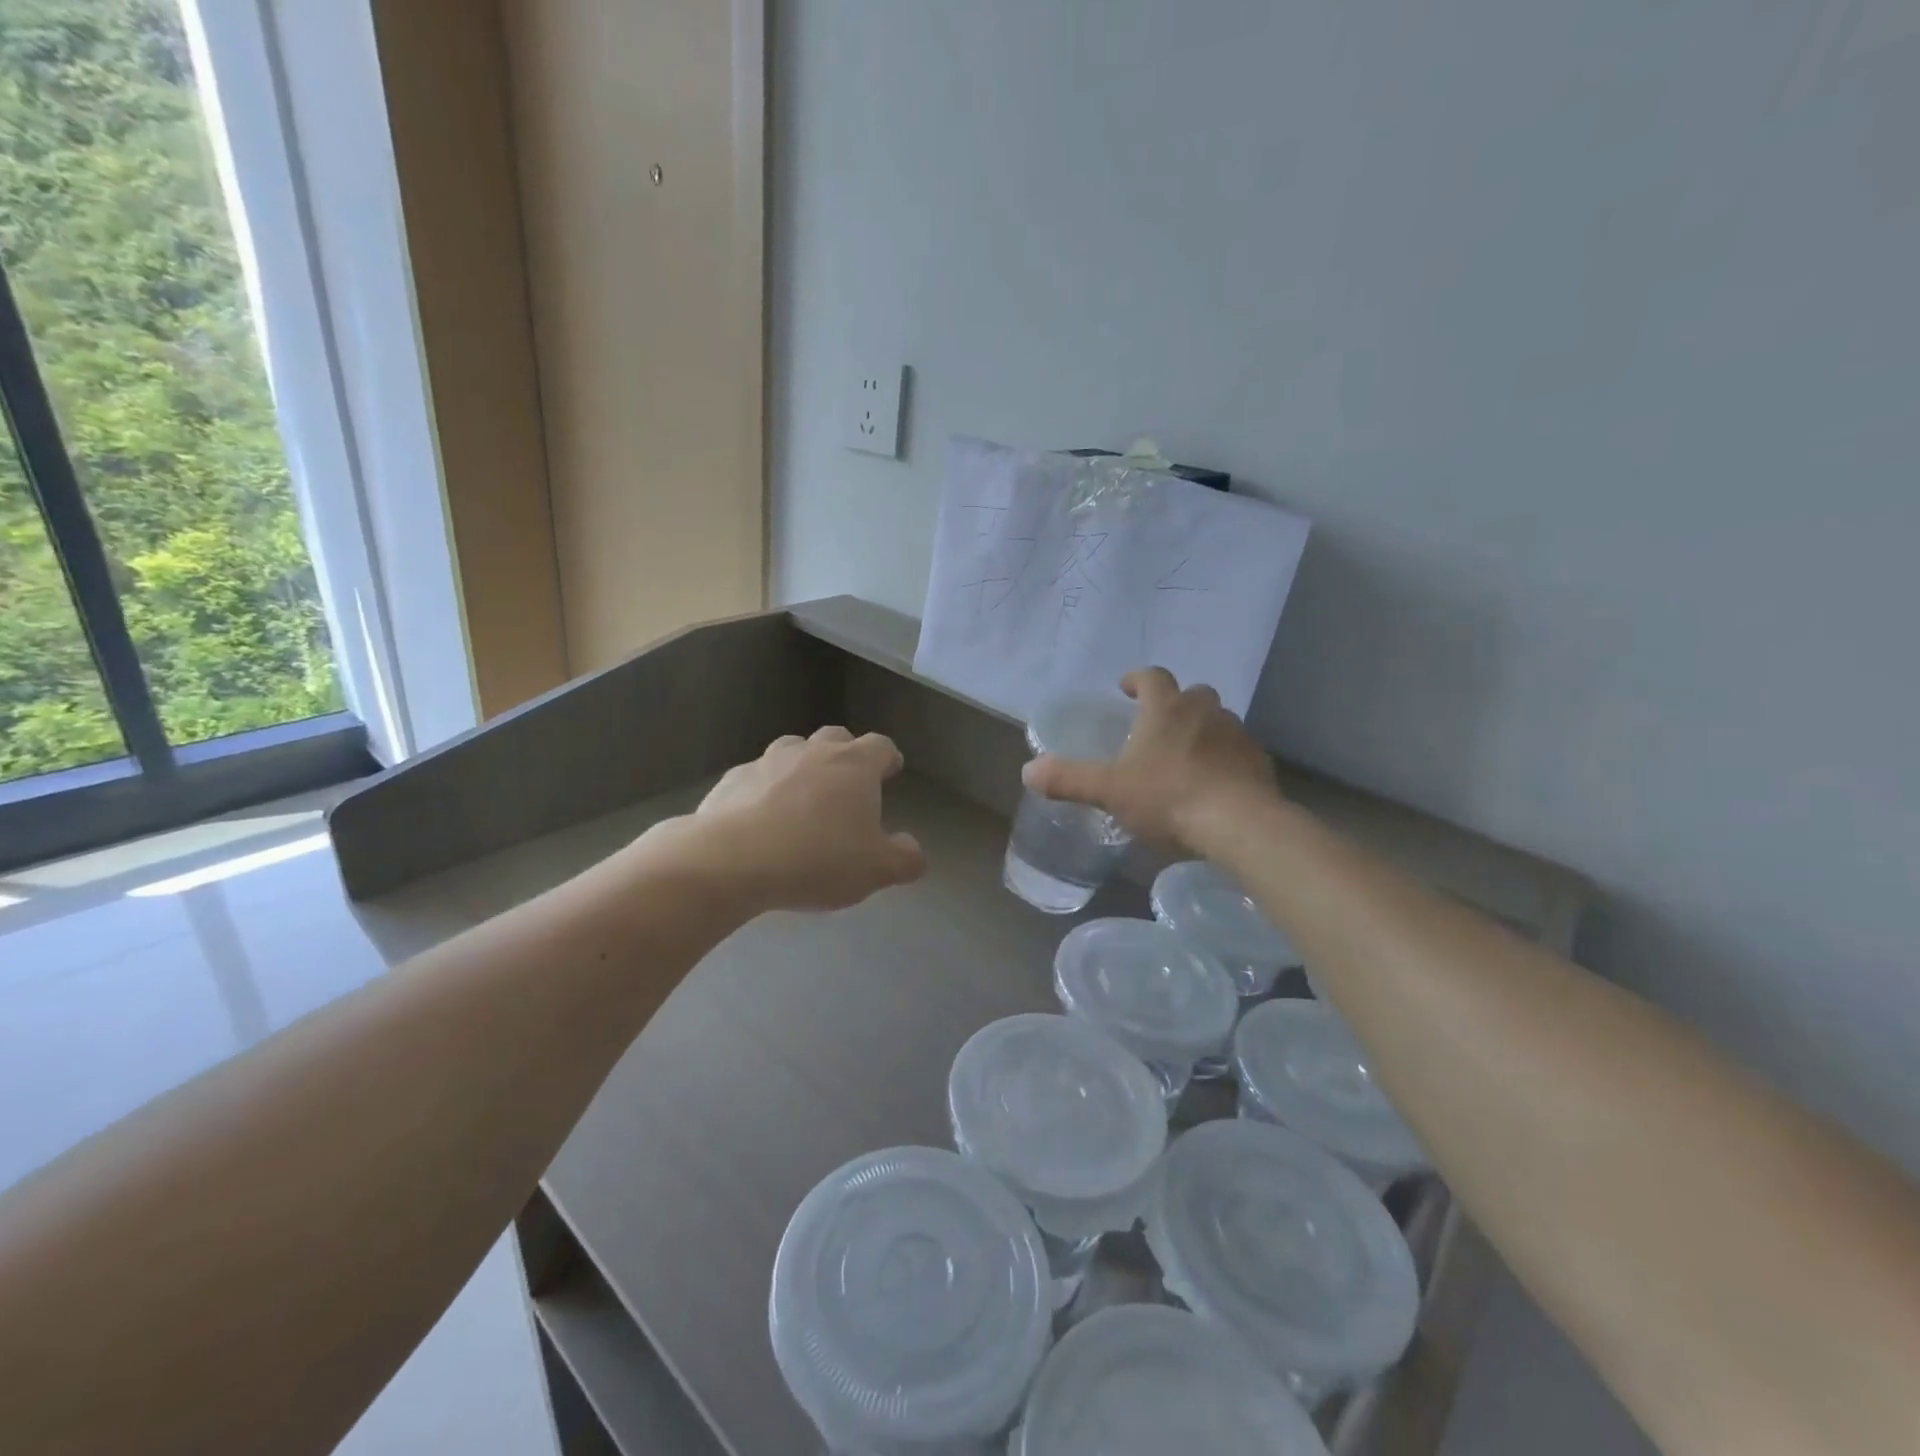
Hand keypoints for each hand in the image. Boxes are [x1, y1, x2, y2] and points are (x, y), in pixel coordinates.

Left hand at [688, 727, 926, 911]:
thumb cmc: (816, 859)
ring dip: (803, 766)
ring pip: (794, 750)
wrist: (730, 861)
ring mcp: (768, 760)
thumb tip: (913, 850)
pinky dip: (765, 788)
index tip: (891, 770)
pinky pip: (757, 776)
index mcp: (854, 765)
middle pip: (837, 738)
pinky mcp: (732, 779)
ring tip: (803, 797)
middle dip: (846, 755)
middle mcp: (813, 752)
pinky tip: (761, 817)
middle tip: (848, 784)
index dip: (888, 757)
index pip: (881, 745)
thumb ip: (904, 858)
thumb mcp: (875, 870)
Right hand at [1022, 668, 1278, 848]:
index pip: (1152, 677)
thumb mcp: (1109, 790)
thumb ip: (1069, 779)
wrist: (1239, 823)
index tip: (1127, 688)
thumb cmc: (1168, 796)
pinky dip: (1225, 758)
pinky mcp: (1258, 761)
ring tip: (1186, 756)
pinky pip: (1238, 751)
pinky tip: (1215, 783)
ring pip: (1218, 720)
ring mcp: (1236, 734)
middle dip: (1174, 704)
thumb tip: (1028, 771)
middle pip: (1191, 694)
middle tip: (1158, 725)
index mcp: (1166, 709)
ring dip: (1202, 730)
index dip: (1137, 679)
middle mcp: (1204, 711)